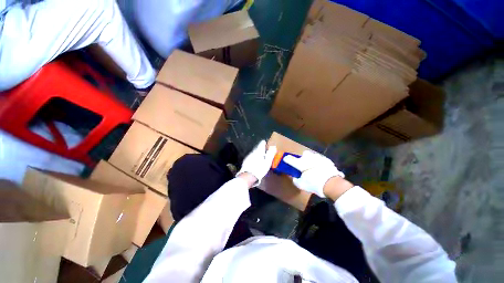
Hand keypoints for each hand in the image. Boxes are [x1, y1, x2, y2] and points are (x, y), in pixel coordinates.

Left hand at [237, 140, 276, 186]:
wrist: (248, 176)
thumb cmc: (260, 169)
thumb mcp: (268, 162)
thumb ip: (270, 154)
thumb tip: (273, 147)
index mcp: (258, 151)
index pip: (261, 144)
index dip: (265, 144)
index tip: (267, 145)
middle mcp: (253, 152)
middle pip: (257, 148)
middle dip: (261, 149)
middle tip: (265, 152)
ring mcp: (248, 156)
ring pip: (254, 152)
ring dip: (257, 154)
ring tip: (261, 158)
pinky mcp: (245, 161)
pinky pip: (251, 157)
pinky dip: (254, 158)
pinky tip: (255, 162)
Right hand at [283, 151, 344, 197]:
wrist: (332, 183)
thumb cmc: (314, 184)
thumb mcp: (301, 185)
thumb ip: (296, 180)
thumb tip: (295, 177)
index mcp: (300, 163)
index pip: (290, 159)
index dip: (287, 159)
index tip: (285, 159)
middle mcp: (308, 158)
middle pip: (304, 154)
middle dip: (303, 158)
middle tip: (304, 165)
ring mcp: (319, 157)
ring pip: (313, 156)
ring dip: (312, 160)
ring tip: (314, 167)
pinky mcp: (327, 160)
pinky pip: (322, 160)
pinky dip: (321, 163)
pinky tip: (322, 169)